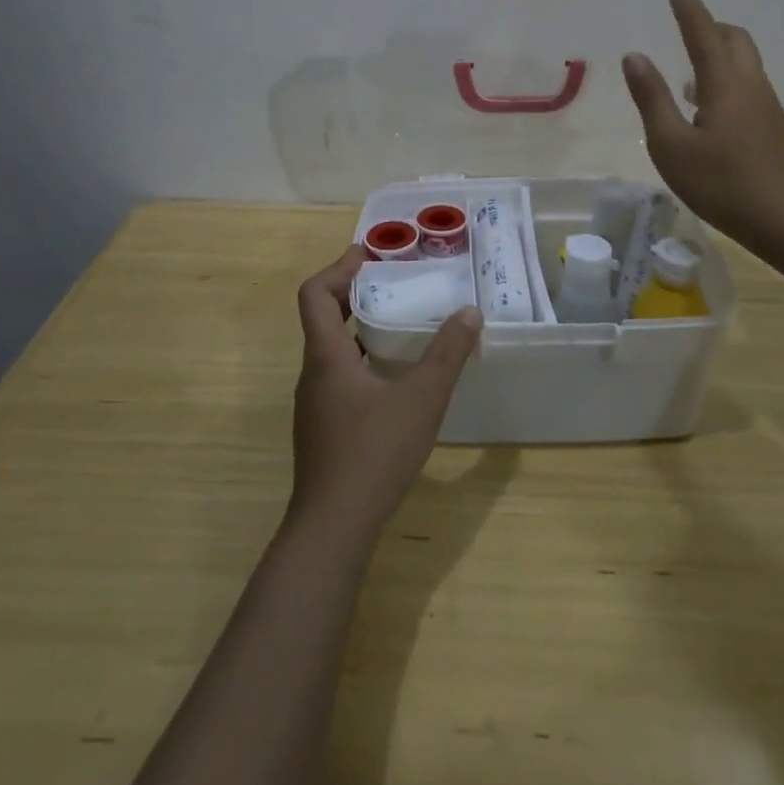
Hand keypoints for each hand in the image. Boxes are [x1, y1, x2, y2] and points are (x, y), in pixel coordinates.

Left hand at [288, 247, 481, 545]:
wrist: (333, 529)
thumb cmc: (373, 453)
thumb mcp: (421, 399)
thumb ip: (447, 354)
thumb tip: (469, 312)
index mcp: (326, 356)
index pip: (314, 294)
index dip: (338, 268)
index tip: (368, 255)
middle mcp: (313, 374)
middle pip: (323, 318)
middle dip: (354, 294)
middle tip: (391, 283)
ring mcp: (314, 405)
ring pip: (331, 351)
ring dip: (359, 329)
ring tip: (398, 325)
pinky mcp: (323, 430)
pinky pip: (338, 378)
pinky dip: (361, 362)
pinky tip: (393, 380)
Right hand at [622, 0, 783, 251]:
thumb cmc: (721, 184)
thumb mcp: (671, 145)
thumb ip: (652, 97)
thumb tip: (635, 56)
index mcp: (723, 81)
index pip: (699, 26)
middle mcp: (749, 82)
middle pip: (730, 36)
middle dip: (703, 22)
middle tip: (677, 24)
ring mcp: (765, 102)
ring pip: (740, 59)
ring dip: (713, 51)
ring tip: (682, 74)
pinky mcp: (770, 123)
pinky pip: (744, 82)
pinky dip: (721, 76)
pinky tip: (702, 107)